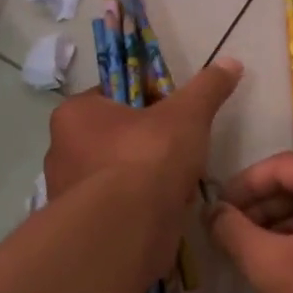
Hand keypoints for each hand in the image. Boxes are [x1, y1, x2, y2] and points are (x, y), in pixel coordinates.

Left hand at [44, 58, 242, 271]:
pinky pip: (119, 207)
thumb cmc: (149, 159)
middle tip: (182, 153)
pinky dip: (142, 208)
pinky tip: (167, 211)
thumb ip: (207, 88)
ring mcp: (68, 193)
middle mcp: (61, 150)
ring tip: (179, 186)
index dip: (150, 101)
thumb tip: (231, 62)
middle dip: (152, 144)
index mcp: (75, 114)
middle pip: (117, 137)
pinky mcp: (83, 227)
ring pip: (120, 174)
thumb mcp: (187, 115)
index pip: (114, 96)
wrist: (127, 230)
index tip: (177, 116)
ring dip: (149, 179)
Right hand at [206, 153, 292, 292]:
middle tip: (231, 235)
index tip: (215, 211)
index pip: (283, 167)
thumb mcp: (272, 268)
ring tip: (255, 252)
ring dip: (288, 223)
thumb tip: (214, 212)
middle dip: (265, 207)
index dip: (242, 188)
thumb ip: (234, 232)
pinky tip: (291, 262)